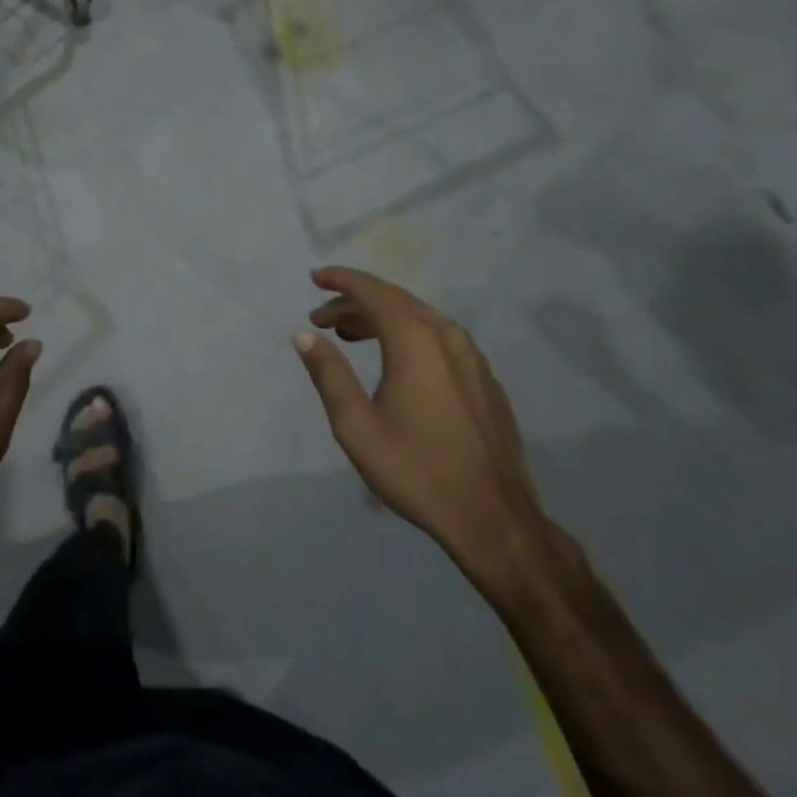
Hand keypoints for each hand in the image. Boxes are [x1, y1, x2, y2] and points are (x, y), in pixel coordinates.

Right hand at [293, 267, 550, 589]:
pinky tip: (395, 361)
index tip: (314, 277)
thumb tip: (304, 335)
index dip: (341, 280)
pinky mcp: (485, 380)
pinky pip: (440, 339)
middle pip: (396, 301)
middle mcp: (448, 337)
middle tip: (321, 317)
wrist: (493, 518)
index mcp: (416, 341)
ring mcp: (473, 358)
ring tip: (350, 334)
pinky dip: (408, 335)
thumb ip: (328, 374)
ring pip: (420, 319)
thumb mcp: (356, 426)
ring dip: (381, 318)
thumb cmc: (416, 469)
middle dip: (355, 301)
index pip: (373, 292)